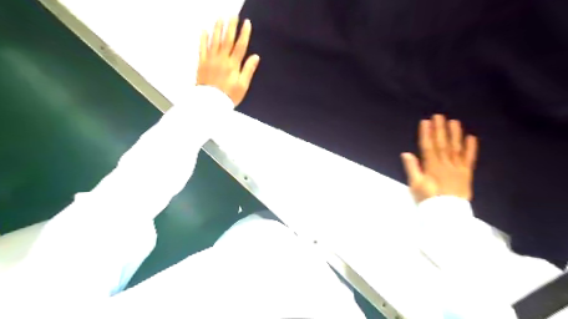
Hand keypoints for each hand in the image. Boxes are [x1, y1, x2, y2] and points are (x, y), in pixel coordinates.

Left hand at [197, 17, 260, 106]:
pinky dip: (203, 39)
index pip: (240, 46)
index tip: (246, 23)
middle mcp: (222, 59)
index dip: (244, 34)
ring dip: (217, 29)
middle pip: (227, 40)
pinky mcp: (202, 63)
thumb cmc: (229, 96)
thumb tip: (255, 57)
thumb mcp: (243, 86)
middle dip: (231, 27)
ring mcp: (210, 60)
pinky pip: (202, 48)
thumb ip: (248, 70)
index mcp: (233, 65)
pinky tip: (204, 31)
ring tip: (220, 18)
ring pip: (214, 41)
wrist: (211, 103)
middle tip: (233, 15)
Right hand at [399, 115, 477, 202]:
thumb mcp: (415, 185)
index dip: (427, 134)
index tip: (425, 122)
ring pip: (456, 149)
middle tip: (439, 116)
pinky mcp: (467, 174)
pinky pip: (469, 159)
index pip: (428, 147)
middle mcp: (446, 164)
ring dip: (455, 135)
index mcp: (432, 167)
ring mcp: (458, 168)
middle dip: (440, 129)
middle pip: (442, 144)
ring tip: (454, 122)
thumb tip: (406, 153)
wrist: (446, 213)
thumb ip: (412, 168)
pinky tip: (471, 138)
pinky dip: (471, 148)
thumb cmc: (428, 199)